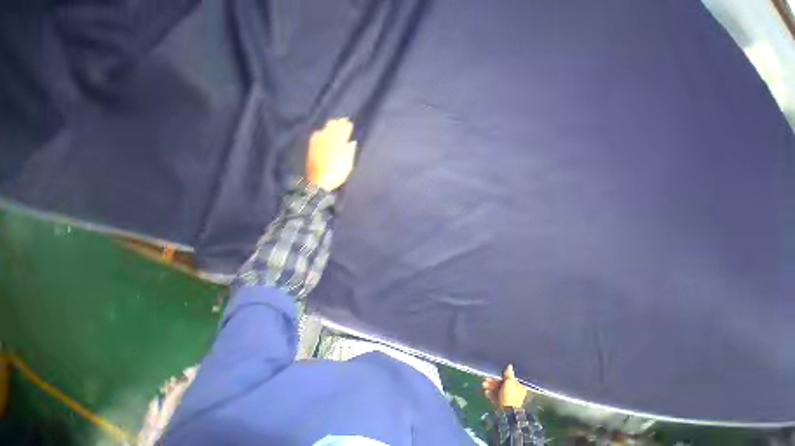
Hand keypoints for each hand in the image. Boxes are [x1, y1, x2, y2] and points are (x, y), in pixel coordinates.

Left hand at [307, 118, 357, 190]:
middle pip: (333, 129)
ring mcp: (318, 143)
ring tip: (334, 122)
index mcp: (337, 143)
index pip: (343, 132)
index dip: (346, 127)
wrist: (319, 181)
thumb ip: (350, 151)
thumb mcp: (347, 163)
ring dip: (330, 126)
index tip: (350, 123)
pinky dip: (320, 132)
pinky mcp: (312, 148)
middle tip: (343, 120)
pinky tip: (321, 131)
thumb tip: (352, 142)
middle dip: (338, 124)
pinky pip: (316, 136)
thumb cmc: (337, 173)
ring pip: (324, 130)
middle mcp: (327, 140)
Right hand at [483, 364, 527, 408]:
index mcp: (518, 387)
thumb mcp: (509, 383)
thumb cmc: (510, 396)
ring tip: (484, 386)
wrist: (508, 413)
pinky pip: (496, 397)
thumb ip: (508, 374)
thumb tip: (510, 365)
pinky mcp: (503, 405)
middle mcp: (514, 393)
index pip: (508, 379)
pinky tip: (486, 393)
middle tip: (485, 380)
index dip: (500, 376)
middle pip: (502, 384)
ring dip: (490, 387)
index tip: (492, 374)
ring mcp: (508, 399)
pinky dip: (491, 394)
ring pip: (498, 390)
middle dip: (493, 381)